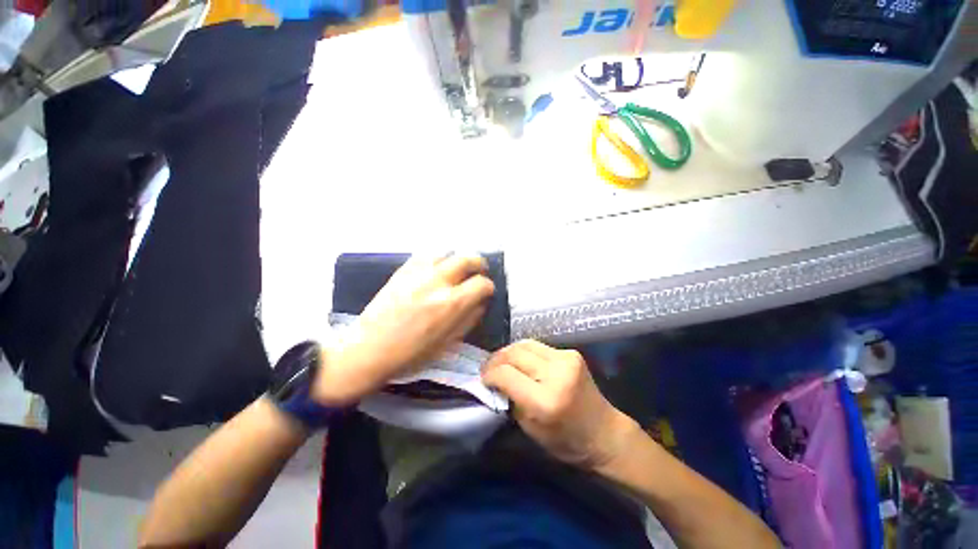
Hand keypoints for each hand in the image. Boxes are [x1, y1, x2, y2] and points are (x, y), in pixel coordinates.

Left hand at [313, 254, 494, 405]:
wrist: (368, 350)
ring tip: (457, 270)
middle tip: (478, 272)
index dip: (488, 287)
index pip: (481, 283)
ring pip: (447, 252)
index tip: (486, 292)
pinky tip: (436, 269)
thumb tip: (481, 303)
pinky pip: (426, 255)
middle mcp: (438, 281)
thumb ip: (469, 320)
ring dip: (457, 259)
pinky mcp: (402, 270)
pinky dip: (437, 259)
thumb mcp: (448, 343)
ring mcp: (419, 272)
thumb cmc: (411, 354)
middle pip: (467, 259)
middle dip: (478, 264)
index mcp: (451, 303)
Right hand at [481, 340, 639, 469]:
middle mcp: (557, 373)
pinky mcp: (571, 353)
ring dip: (509, 352)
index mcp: (546, 400)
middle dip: (496, 360)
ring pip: (525, 344)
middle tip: (488, 368)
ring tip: (501, 362)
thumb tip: (494, 379)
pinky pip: (538, 346)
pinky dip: (525, 352)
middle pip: (514, 353)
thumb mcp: (529, 428)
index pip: (506, 374)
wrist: (604, 432)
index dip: (489, 374)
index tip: (482, 379)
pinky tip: (521, 361)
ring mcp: (566, 358)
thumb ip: (510, 399)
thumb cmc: (565, 440)